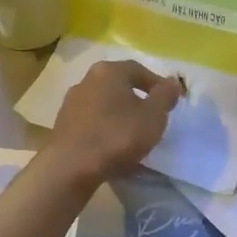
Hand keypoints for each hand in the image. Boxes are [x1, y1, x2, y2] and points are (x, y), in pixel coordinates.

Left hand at [44, 60, 182, 183]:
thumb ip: (165, 96)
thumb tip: (173, 82)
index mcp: (109, 71)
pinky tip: (113, 146)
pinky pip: (92, 122)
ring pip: (104, 104)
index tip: (168, 101)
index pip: (138, 69)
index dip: (156, 84)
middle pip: (119, 85)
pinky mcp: (63, 125)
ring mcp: (71, 103)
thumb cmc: (117, 136)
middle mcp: (87, 80)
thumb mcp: (153, 116)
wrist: (71, 167)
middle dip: (137, 99)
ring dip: (120, 115)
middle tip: (152, 117)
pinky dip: (105, 129)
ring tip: (133, 135)